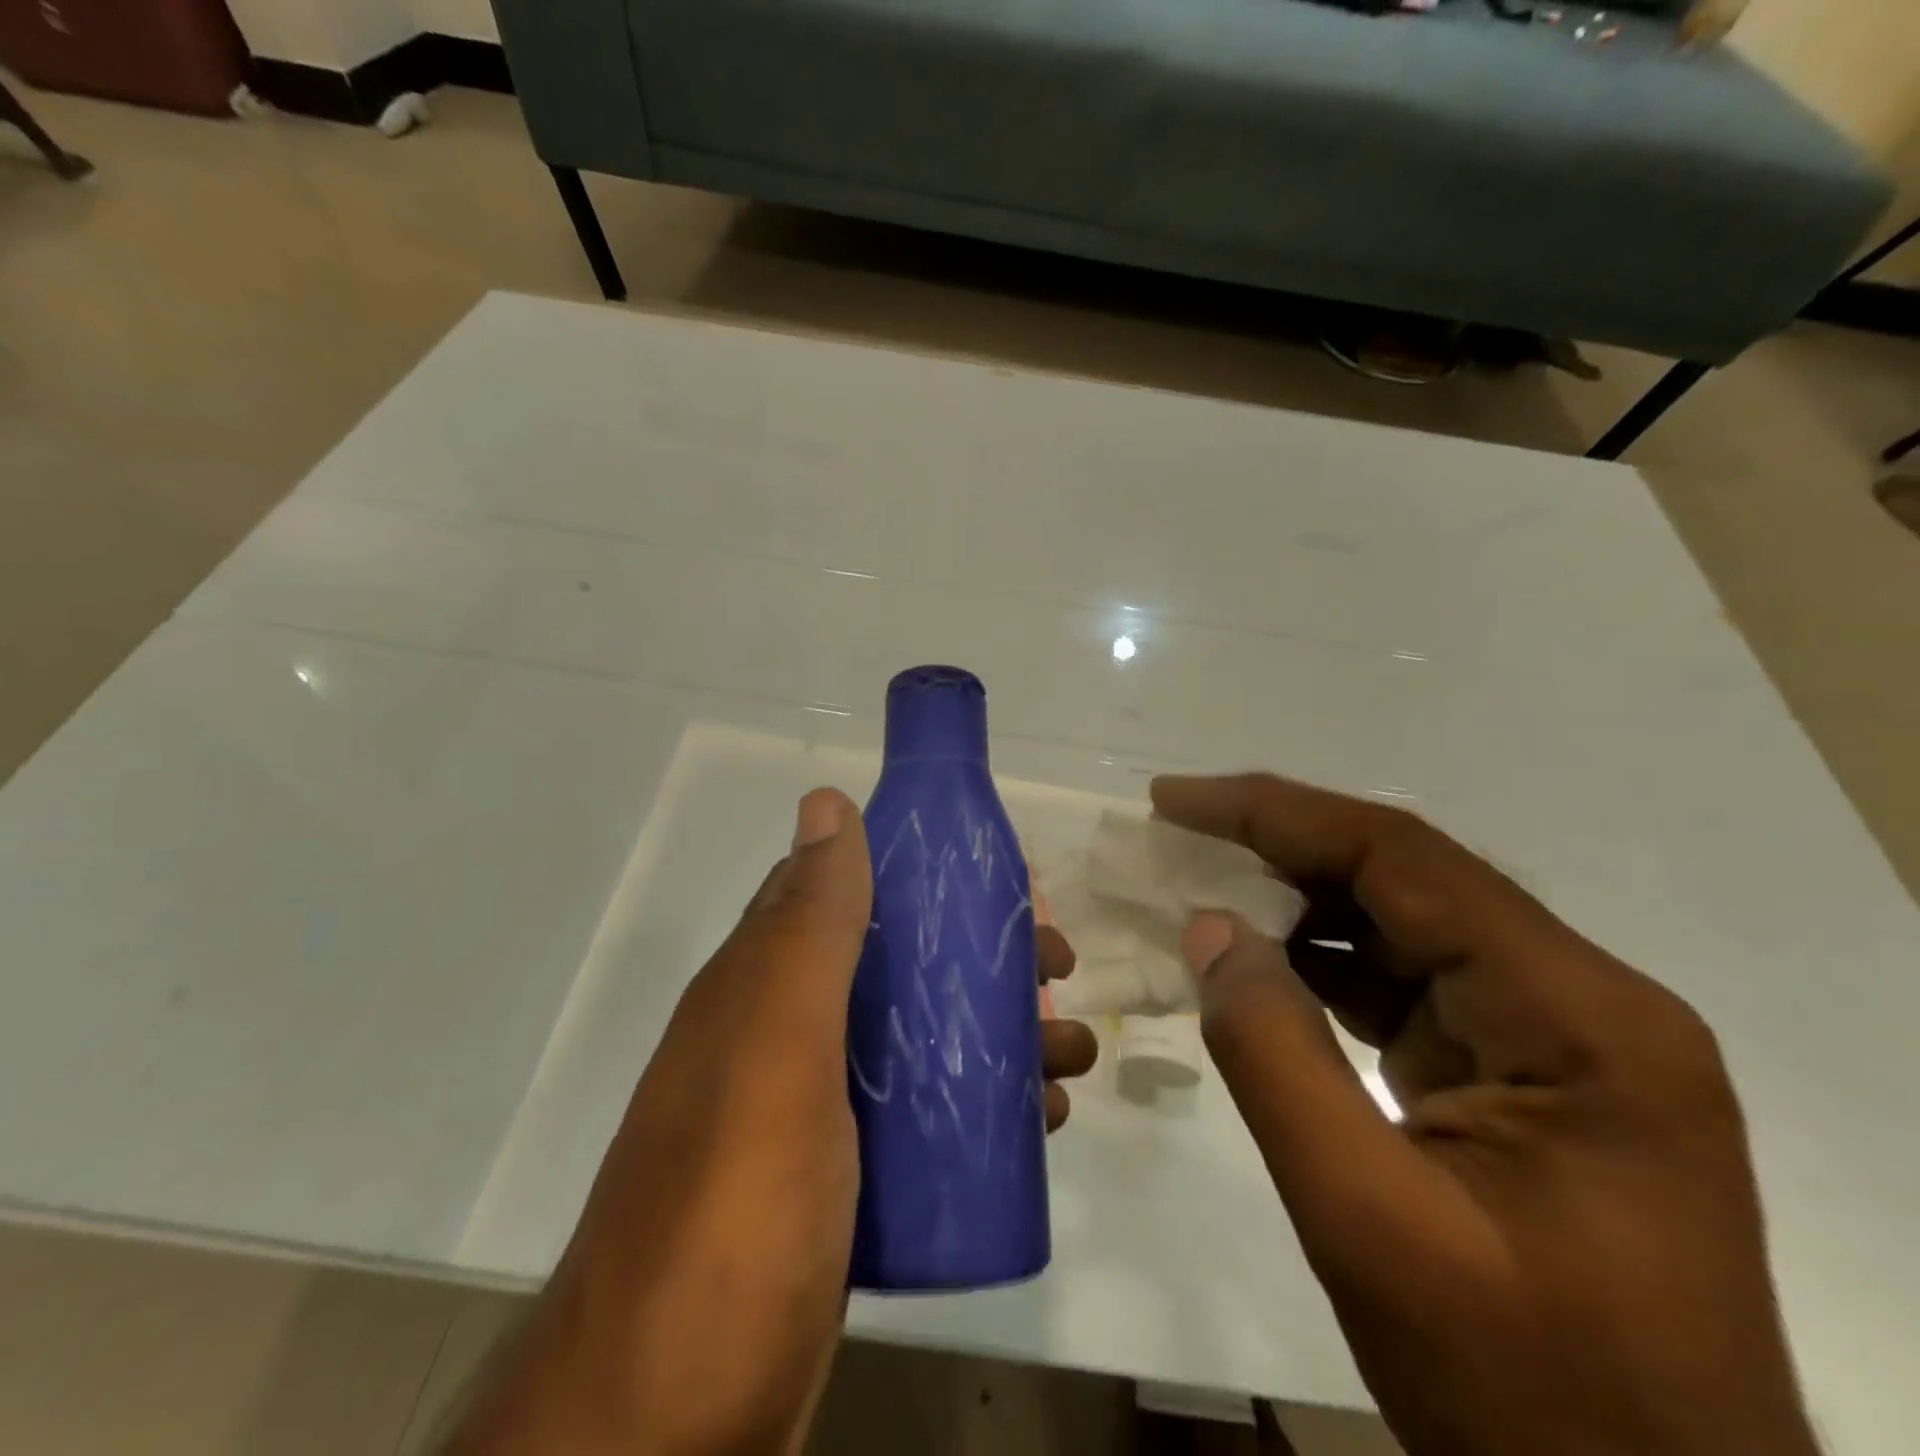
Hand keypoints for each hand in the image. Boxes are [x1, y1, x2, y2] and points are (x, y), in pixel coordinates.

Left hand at [444, 789, 1095, 1455]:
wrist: (666, 1428)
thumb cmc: (732, 1210)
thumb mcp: (776, 1047)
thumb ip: (808, 926)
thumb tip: (826, 801)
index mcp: (762, 985)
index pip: (849, 892)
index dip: (926, 874)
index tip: (1005, 881)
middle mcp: (783, 1034)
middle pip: (897, 965)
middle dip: (980, 956)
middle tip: (1057, 969)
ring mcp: (811, 1113)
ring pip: (918, 1039)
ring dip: (995, 1030)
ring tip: (1069, 1052)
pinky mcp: (841, 1184)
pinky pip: (923, 1113)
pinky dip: (980, 1102)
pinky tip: (1037, 1120)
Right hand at [1152, 773, 1817, 1455]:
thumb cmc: (1527, 1401)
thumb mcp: (1366, 1220)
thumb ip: (1272, 1054)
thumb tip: (1209, 929)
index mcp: (1578, 1016)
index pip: (1403, 860)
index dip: (1276, 813)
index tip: (1176, 801)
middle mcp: (1584, 1000)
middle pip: (1407, 879)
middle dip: (1280, 846)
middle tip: (1175, 833)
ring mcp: (1559, 1037)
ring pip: (1404, 924)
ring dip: (1297, 901)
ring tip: (1200, 886)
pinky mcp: (1525, 1073)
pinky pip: (1408, 982)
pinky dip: (1323, 961)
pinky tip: (1260, 961)